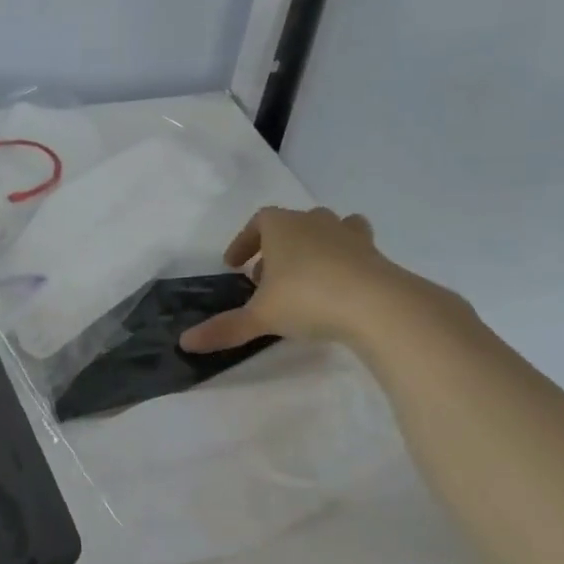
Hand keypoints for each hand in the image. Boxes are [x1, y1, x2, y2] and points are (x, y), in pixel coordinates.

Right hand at [179, 206, 449, 353]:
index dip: (244, 241)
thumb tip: (185, 342)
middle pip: (291, 224)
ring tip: (304, 277)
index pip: (258, 221)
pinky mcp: (376, 255)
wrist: (378, 305)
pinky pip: (356, 249)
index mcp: (282, 227)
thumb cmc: (308, 299)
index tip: (234, 265)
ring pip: (327, 229)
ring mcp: (350, 236)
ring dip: (312, 248)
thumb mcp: (260, 317)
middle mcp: (315, 222)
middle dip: (275, 248)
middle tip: (265, 279)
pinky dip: (344, 262)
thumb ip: (224, 328)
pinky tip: (339, 287)